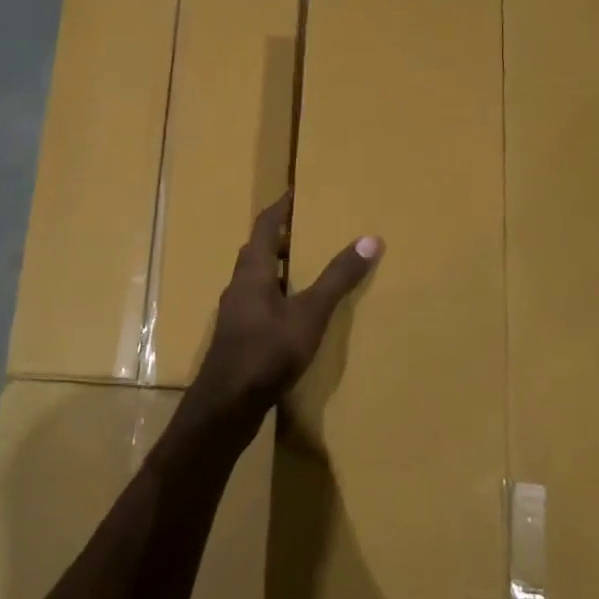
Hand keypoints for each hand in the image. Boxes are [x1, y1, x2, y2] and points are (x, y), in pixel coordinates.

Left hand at [194, 192, 382, 414]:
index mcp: (252, 272)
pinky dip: (277, 296)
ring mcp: (235, 314)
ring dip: (279, 268)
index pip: (264, 226)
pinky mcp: (238, 338)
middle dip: (280, 237)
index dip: (280, 208)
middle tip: (309, 229)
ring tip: (307, 268)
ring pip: (257, 280)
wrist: (227, 406)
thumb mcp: (309, 313)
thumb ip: (337, 278)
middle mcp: (239, 287)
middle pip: (258, 252)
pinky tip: (294, 313)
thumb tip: (370, 238)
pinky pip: (259, 304)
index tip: (296, 192)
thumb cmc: (267, 352)